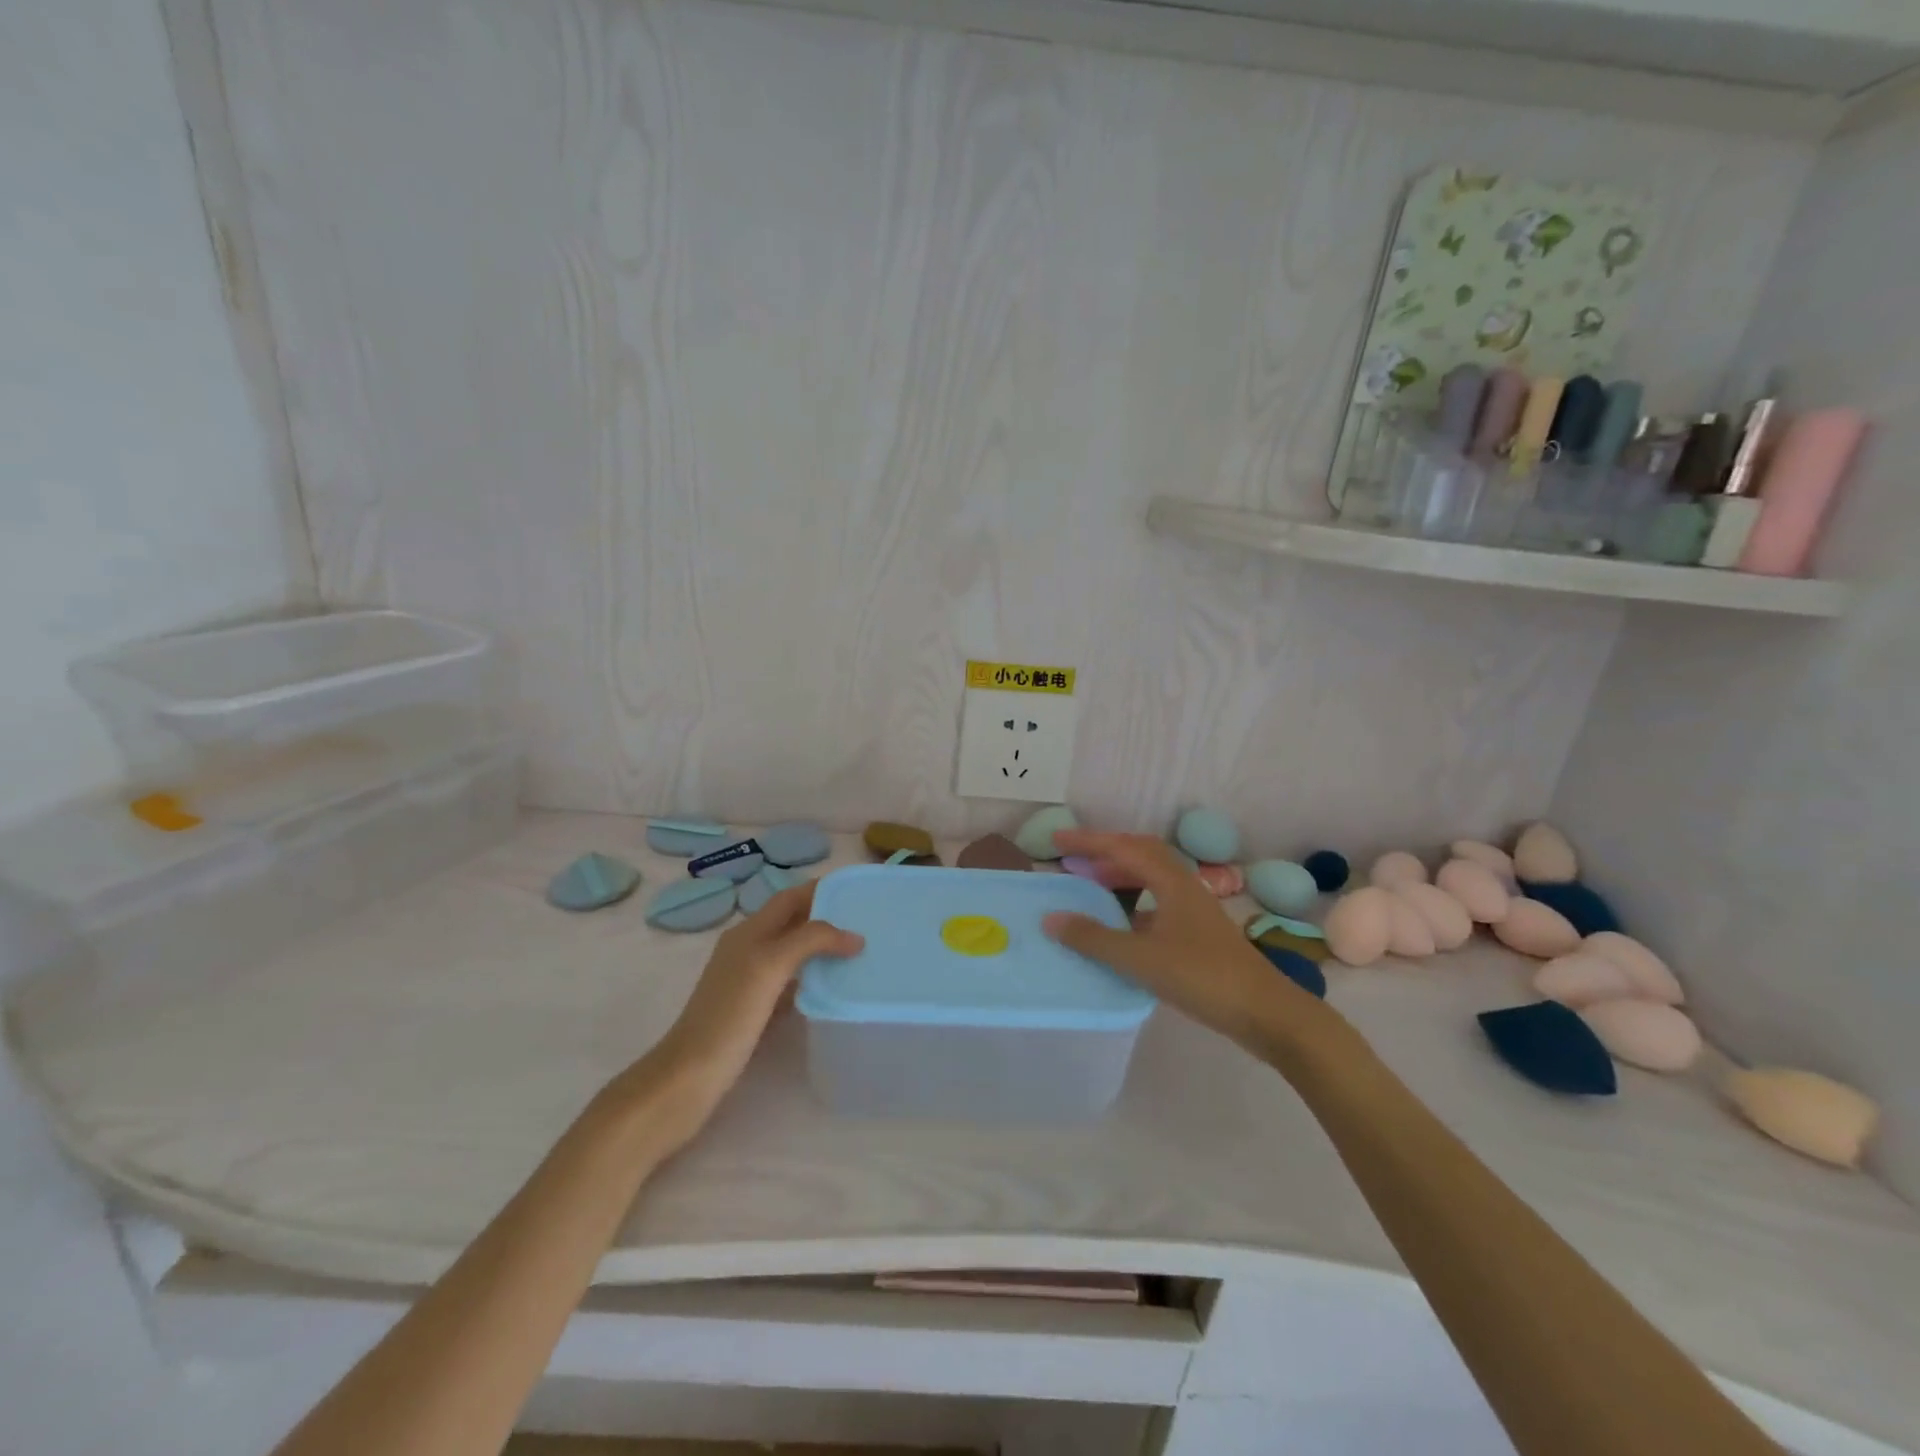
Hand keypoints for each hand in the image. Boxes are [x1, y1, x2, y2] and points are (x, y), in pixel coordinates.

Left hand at [619, 881, 861, 1149]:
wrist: (690, 1076)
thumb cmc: (730, 1014)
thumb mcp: (771, 965)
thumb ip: (811, 940)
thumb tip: (854, 936)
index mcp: (749, 931)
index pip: (790, 897)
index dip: (821, 889)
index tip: (857, 891)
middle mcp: (749, 949)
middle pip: (793, 922)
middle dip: (827, 917)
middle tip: (866, 923)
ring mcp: (750, 981)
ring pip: (793, 952)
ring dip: (822, 947)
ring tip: (858, 952)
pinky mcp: (755, 1009)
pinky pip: (791, 983)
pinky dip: (813, 978)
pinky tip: (832, 988)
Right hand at [1043, 830, 1318, 1050]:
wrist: (1266, 1013)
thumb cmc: (1202, 978)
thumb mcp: (1140, 959)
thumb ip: (1094, 939)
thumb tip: (1051, 918)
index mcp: (1171, 882)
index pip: (1123, 848)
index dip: (1088, 841)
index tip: (1057, 839)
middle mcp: (1184, 886)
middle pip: (1141, 854)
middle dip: (1105, 851)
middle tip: (1073, 860)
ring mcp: (1193, 910)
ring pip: (1151, 878)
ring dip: (1120, 876)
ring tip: (1091, 887)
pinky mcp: (1198, 933)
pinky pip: (1157, 902)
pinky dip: (1133, 903)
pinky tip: (1121, 926)